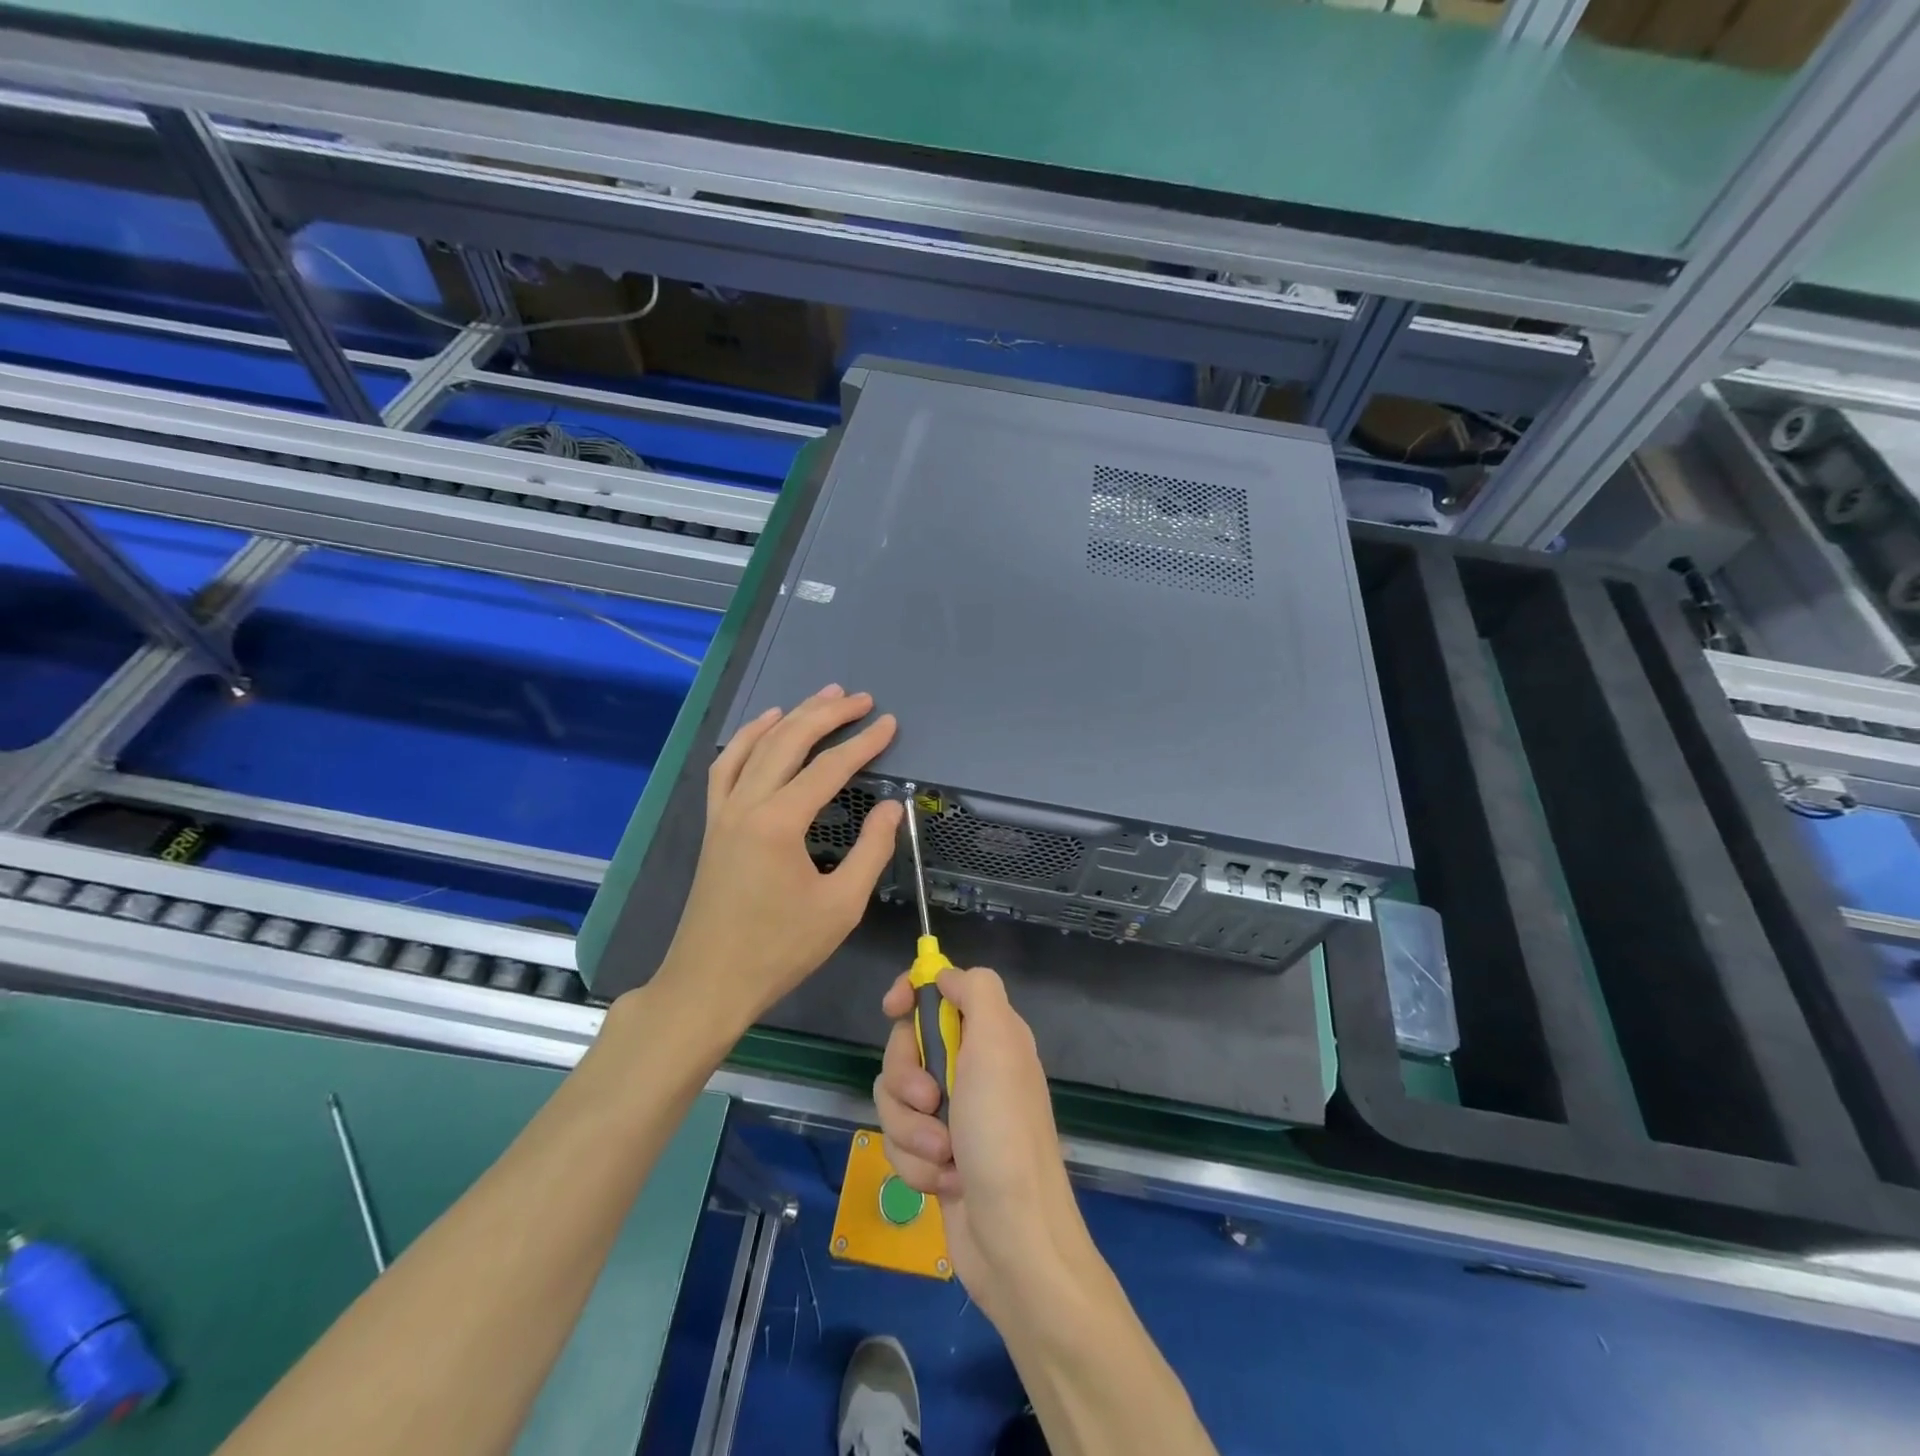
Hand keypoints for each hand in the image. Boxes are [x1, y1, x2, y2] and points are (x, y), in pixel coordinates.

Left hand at [654, 685, 902, 1035]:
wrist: (710, 982)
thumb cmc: (780, 950)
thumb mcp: (841, 906)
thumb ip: (871, 850)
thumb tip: (892, 807)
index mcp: (780, 823)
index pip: (829, 768)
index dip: (864, 743)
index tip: (889, 724)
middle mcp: (747, 804)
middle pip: (789, 741)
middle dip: (827, 714)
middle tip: (861, 699)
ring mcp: (724, 811)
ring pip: (756, 746)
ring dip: (790, 717)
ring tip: (820, 697)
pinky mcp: (713, 824)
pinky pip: (727, 766)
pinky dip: (747, 739)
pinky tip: (765, 726)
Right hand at [875, 967, 1091, 1317]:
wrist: (1014, 1239)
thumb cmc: (1004, 1133)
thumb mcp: (999, 1043)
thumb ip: (976, 991)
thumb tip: (945, 975)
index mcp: (990, 1035)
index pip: (942, 990)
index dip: (913, 993)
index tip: (893, 1008)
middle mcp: (971, 1068)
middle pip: (907, 1045)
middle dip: (907, 1076)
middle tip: (932, 1099)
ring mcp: (952, 1114)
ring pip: (895, 1097)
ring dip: (912, 1128)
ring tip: (943, 1154)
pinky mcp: (936, 1156)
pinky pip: (900, 1141)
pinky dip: (915, 1161)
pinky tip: (944, 1182)